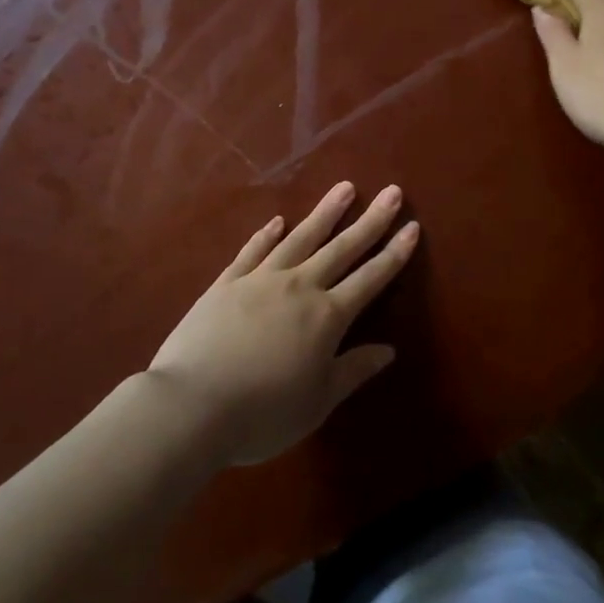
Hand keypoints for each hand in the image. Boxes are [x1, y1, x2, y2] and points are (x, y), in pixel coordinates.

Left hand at [148, 183, 416, 467]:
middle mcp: (298, 287)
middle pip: (342, 248)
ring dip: (325, 213)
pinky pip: (253, 251)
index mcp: (326, 317)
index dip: (394, 253)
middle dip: (371, 220)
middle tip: (391, 192)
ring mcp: (260, 280)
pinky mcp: (226, 283)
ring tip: (345, 188)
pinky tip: (277, 221)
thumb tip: (389, 350)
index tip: (412, 227)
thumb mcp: (317, 403)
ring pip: (300, 238)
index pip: (370, 278)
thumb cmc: (262, 414)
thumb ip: (353, 371)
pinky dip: (267, 234)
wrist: (191, 406)